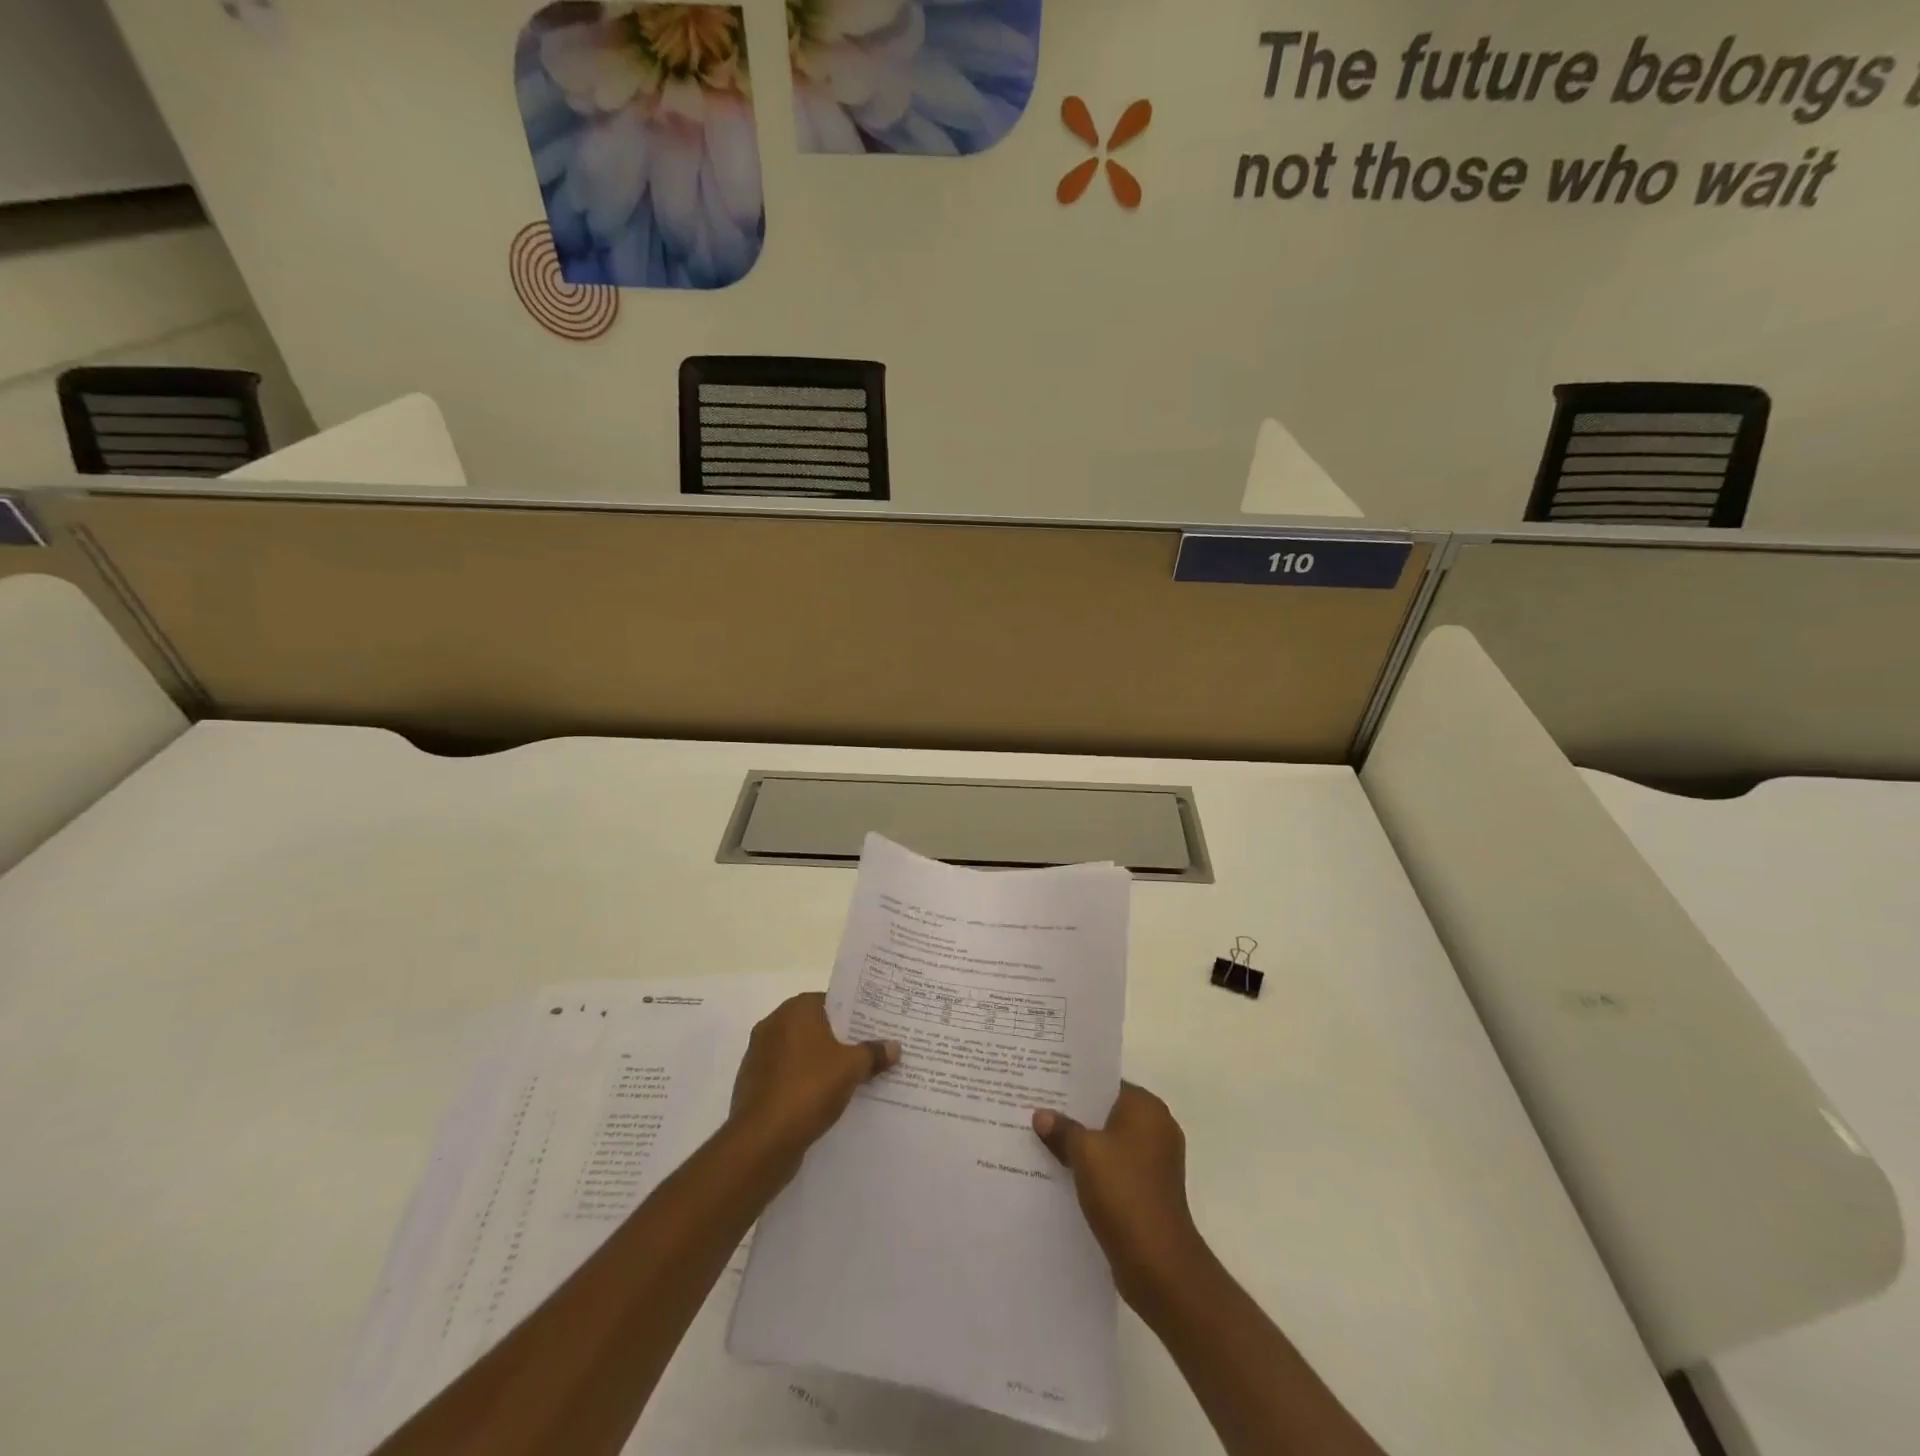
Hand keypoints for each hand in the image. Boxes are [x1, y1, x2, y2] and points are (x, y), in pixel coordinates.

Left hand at [730, 993, 898, 1162]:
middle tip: (871, 1051)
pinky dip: (806, 1083)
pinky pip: (789, 1076)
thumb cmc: (808, 1089)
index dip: (855, 1014)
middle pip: (817, 1027)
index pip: (831, 1001)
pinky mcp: (755, 1086)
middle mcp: (773, 1026)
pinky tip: (827, 1100)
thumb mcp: (851, 1068)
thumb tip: (894, 1046)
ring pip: (802, 1054)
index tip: (875, 1026)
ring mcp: (760, 1056)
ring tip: (854, 1077)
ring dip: (823, 1064)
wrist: (761, 1142)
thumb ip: (873, 1053)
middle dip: (842, 1040)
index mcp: (794, 1011)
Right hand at [1033, 1082, 1207, 1307]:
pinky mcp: (1149, 1189)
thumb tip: (1041, 1115)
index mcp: (1147, 1108)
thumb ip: (1062, 1129)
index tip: (1045, 1084)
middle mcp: (1156, 1127)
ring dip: (1082, 1144)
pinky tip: (1062, 1172)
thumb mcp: (1085, 1153)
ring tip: (1043, 1140)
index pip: (1106, 1083)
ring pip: (1109, 1141)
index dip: (1075, 1084)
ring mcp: (1155, 1161)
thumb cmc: (1124, 1192)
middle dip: (1075, 1115)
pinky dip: (1093, 1168)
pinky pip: (1114, 1166)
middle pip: (1107, 1112)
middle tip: (1036, 1110)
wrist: (1159, 1264)